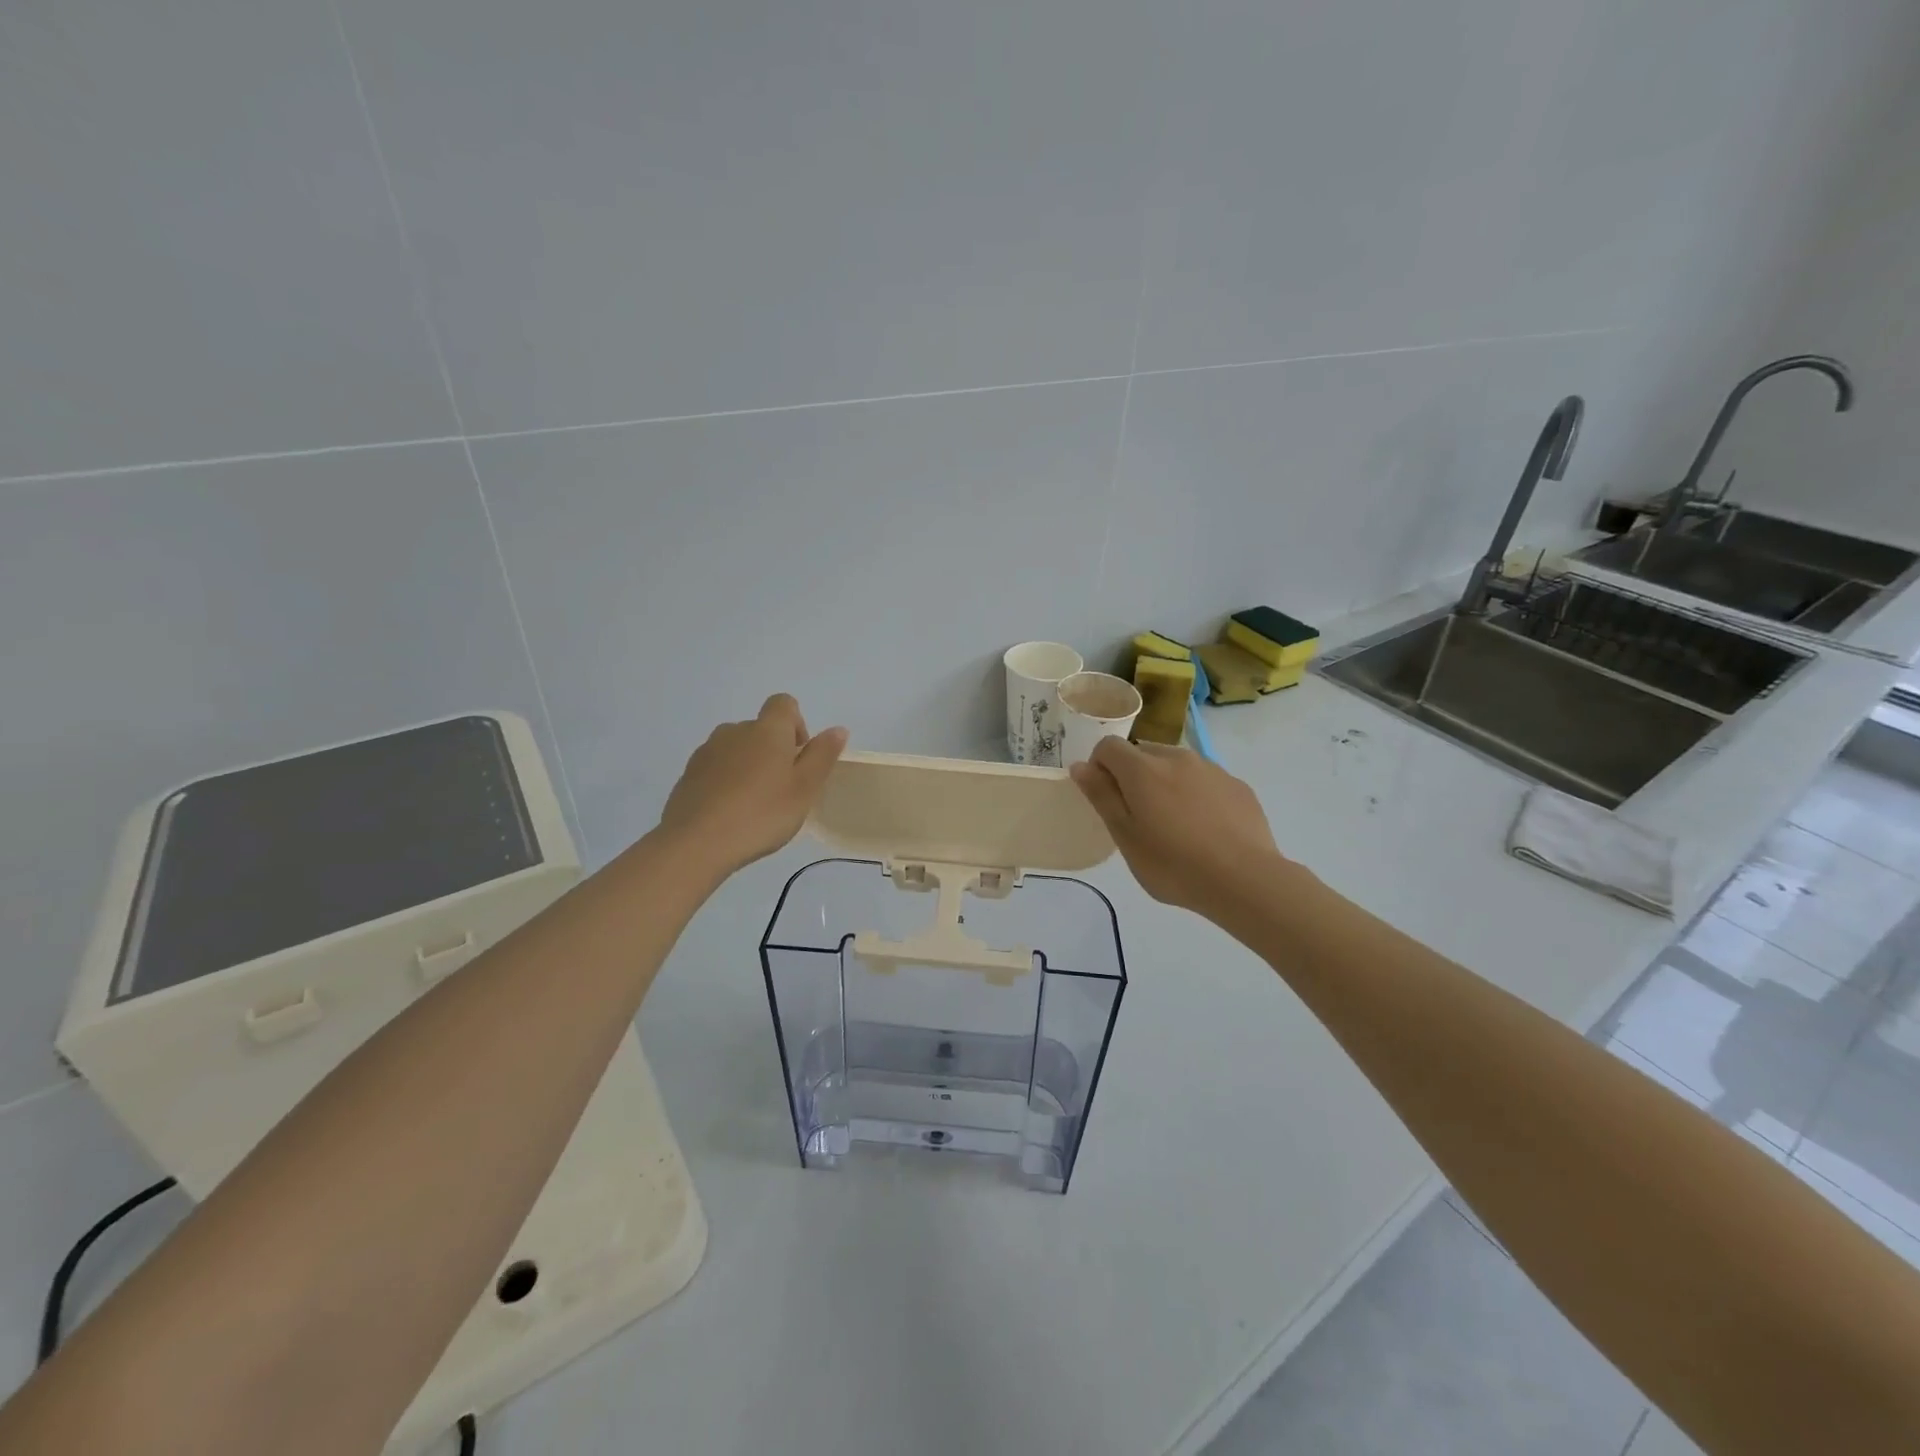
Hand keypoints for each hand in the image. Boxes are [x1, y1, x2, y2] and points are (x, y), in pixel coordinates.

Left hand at [659, 694, 847, 878]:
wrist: (697, 842)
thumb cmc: (762, 813)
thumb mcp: (804, 788)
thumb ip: (822, 755)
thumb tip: (837, 729)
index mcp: (767, 730)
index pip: (784, 704)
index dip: (796, 724)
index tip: (799, 757)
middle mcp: (735, 730)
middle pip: (760, 729)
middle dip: (773, 750)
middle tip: (782, 789)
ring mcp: (707, 751)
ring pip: (736, 748)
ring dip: (749, 766)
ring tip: (754, 804)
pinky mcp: (688, 774)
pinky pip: (716, 768)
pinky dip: (726, 781)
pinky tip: (730, 813)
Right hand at [1070, 738, 1287, 922]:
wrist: (1245, 880)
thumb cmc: (1173, 864)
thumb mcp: (1125, 836)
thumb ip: (1101, 796)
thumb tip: (1081, 765)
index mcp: (1143, 769)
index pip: (1109, 746)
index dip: (1100, 767)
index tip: (1106, 799)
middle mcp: (1176, 758)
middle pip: (1143, 752)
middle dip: (1134, 775)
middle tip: (1140, 817)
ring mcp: (1211, 769)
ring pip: (1176, 765)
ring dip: (1166, 783)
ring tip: (1175, 825)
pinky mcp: (1237, 785)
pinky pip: (1205, 780)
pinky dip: (1196, 794)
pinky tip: (1206, 830)